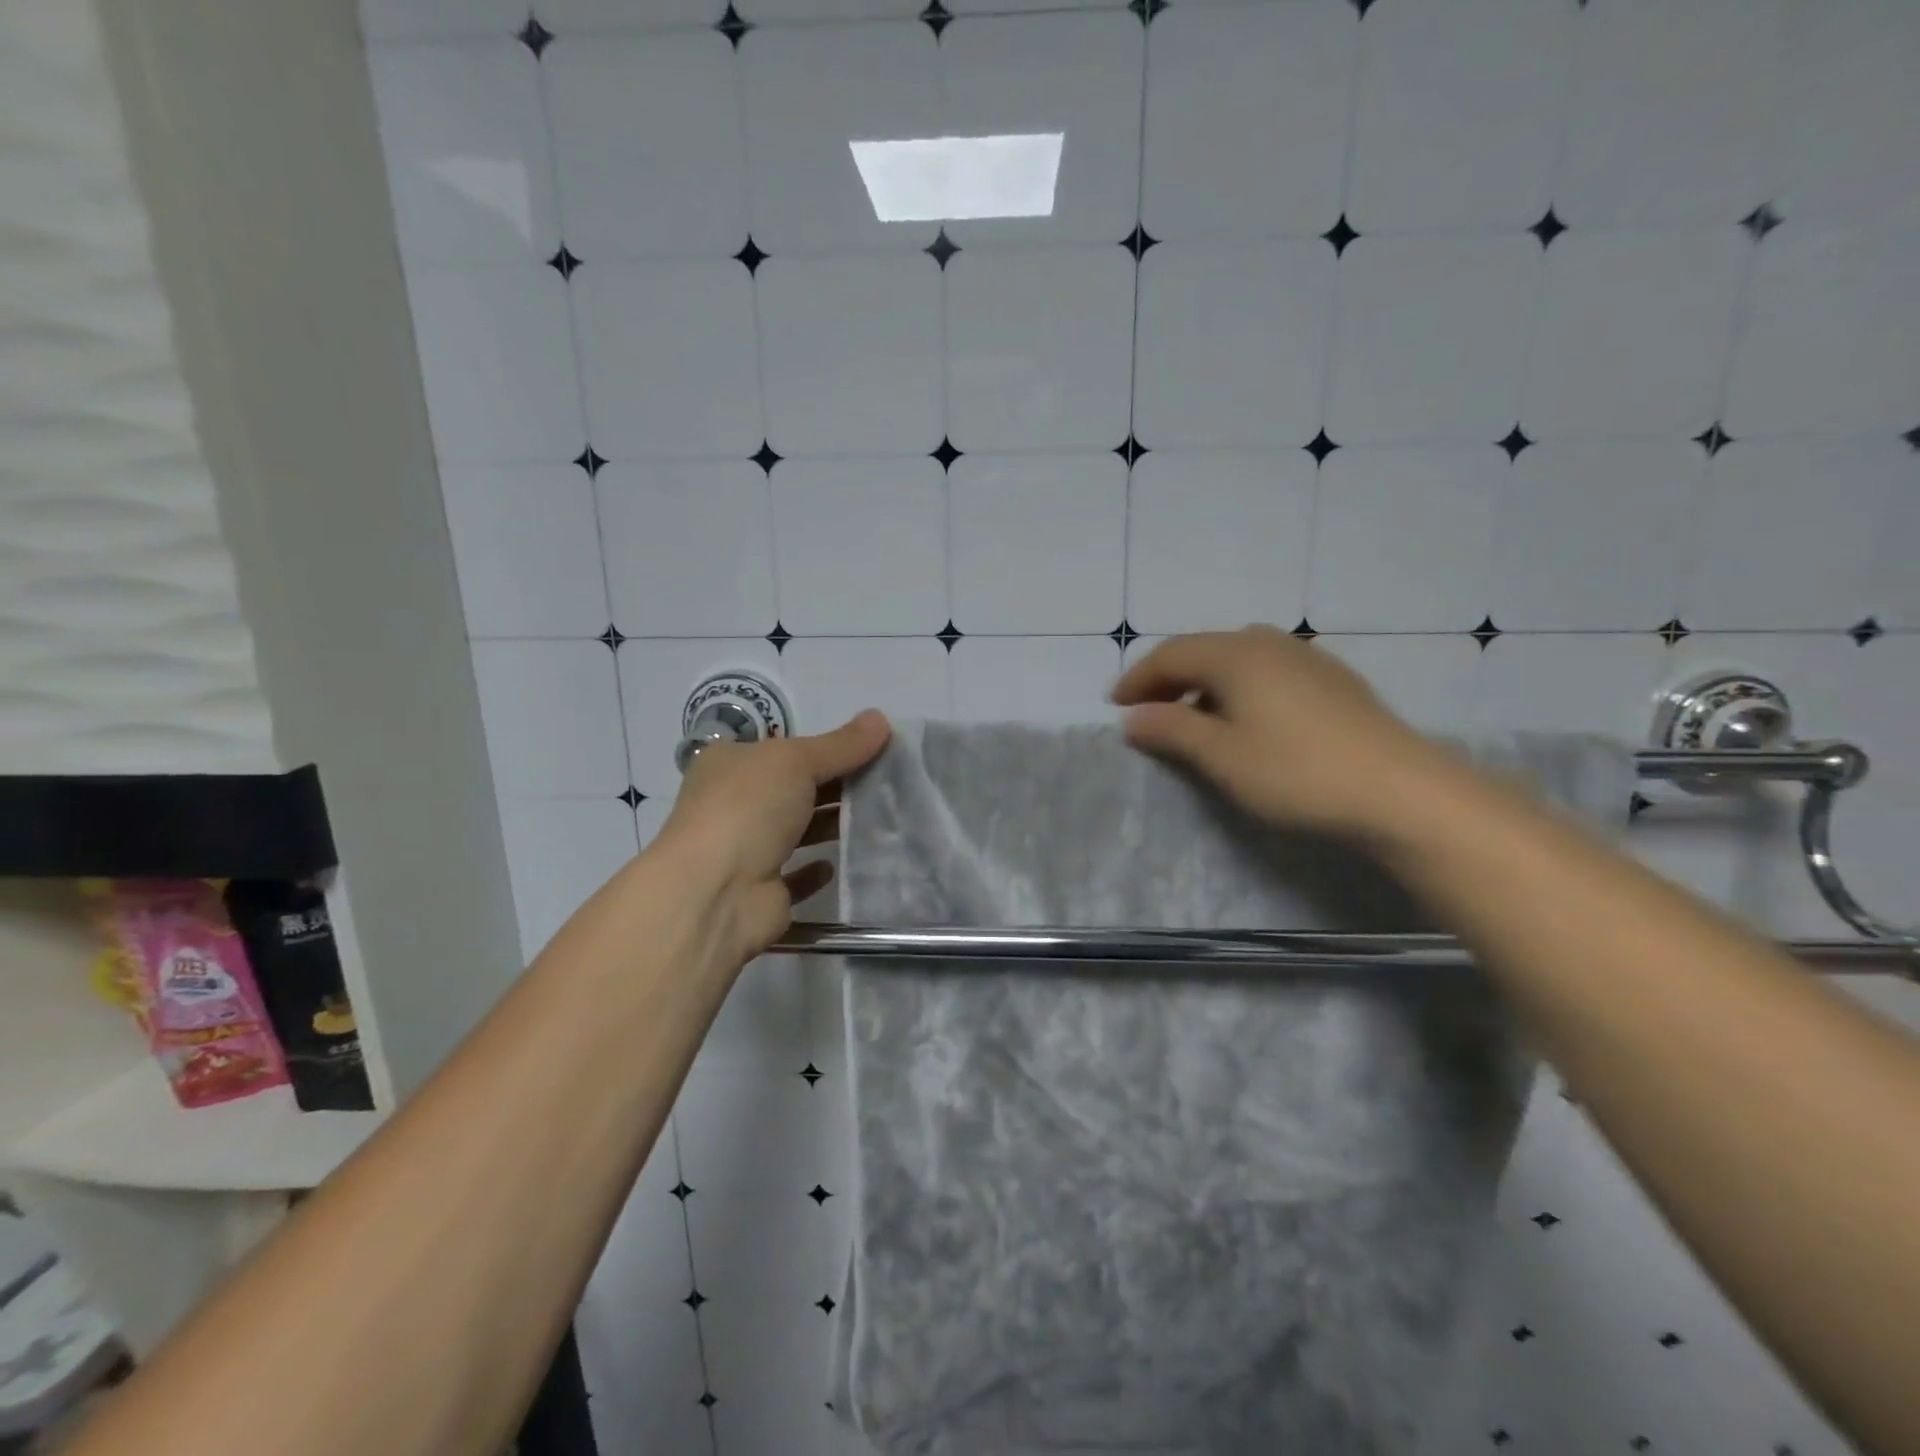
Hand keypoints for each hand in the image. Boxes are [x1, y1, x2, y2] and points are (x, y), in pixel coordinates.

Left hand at [653, 710, 890, 965]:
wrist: (716, 893)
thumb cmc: (748, 809)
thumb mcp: (797, 761)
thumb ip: (842, 744)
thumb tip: (880, 718)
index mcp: (730, 763)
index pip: (783, 748)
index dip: (825, 746)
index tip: (870, 748)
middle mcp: (733, 803)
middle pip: (793, 788)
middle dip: (835, 785)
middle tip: (887, 782)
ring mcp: (745, 848)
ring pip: (797, 830)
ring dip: (831, 824)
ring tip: (880, 818)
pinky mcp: (762, 890)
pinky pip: (796, 876)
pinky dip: (817, 869)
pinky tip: (842, 863)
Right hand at [1111, 626, 1448, 839]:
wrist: (1400, 790)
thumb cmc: (1296, 772)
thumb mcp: (1222, 756)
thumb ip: (1172, 730)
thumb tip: (1133, 717)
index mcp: (1236, 655)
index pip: (1171, 655)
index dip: (1138, 678)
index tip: (1114, 705)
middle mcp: (1269, 643)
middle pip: (1204, 650)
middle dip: (1168, 678)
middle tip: (1146, 710)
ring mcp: (1306, 658)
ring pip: (1238, 658)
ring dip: (1204, 683)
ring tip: (1192, 717)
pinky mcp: (1333, 680)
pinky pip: (1268, 670)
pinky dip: (1239, 687)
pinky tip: (1247, 718)